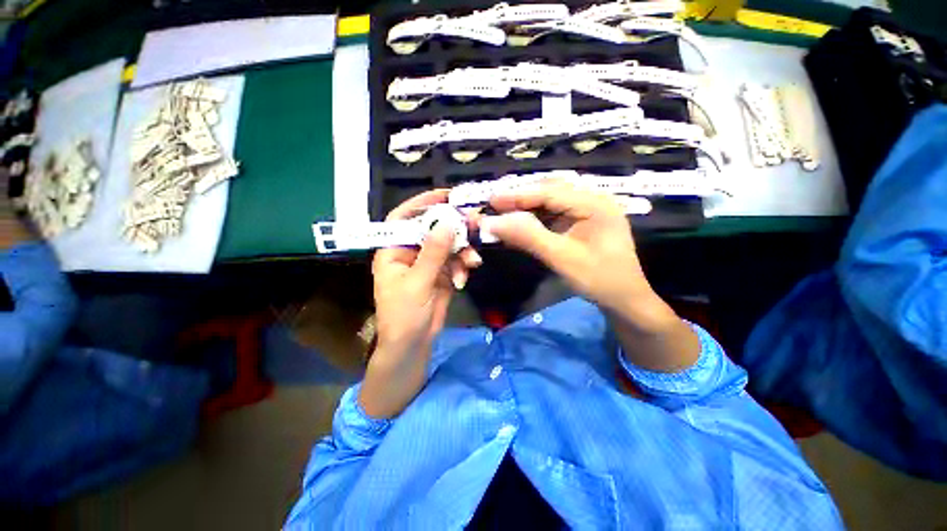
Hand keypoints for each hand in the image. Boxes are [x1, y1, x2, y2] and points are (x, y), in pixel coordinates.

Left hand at [360, 190, 480, 417]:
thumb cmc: (404, 315)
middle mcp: (410, 253)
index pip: (403, 218)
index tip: (444, 195)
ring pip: (447, 246)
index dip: (421, 203)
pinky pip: (455, 261)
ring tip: (472, 262)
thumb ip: (433, 253)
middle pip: (432, 230)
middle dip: (452, 229)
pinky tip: (464, 278)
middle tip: (473, 225)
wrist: (413, 344)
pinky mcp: (441, 274)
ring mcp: (427, 263)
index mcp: (393, 251)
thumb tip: (446, 223)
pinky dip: (462, 267)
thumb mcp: (418, 283)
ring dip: (461, 252)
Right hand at [482, 180, 650, 312]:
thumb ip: (528, 237)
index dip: (518, 196)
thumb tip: (493, 223)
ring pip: (550, 203)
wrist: (624, 300)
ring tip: (502, 214)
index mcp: (595, 204)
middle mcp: (592, 201)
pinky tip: (520, 226)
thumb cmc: (599, 280)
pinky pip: (554, 216)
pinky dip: (534, 221)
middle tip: (494, 207)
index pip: (549, 193)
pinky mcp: (581, 223)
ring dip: (525, 209)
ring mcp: (588, 211)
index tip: (491, 200)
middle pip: (549, 193)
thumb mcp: (562, 258)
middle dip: (520, 200)